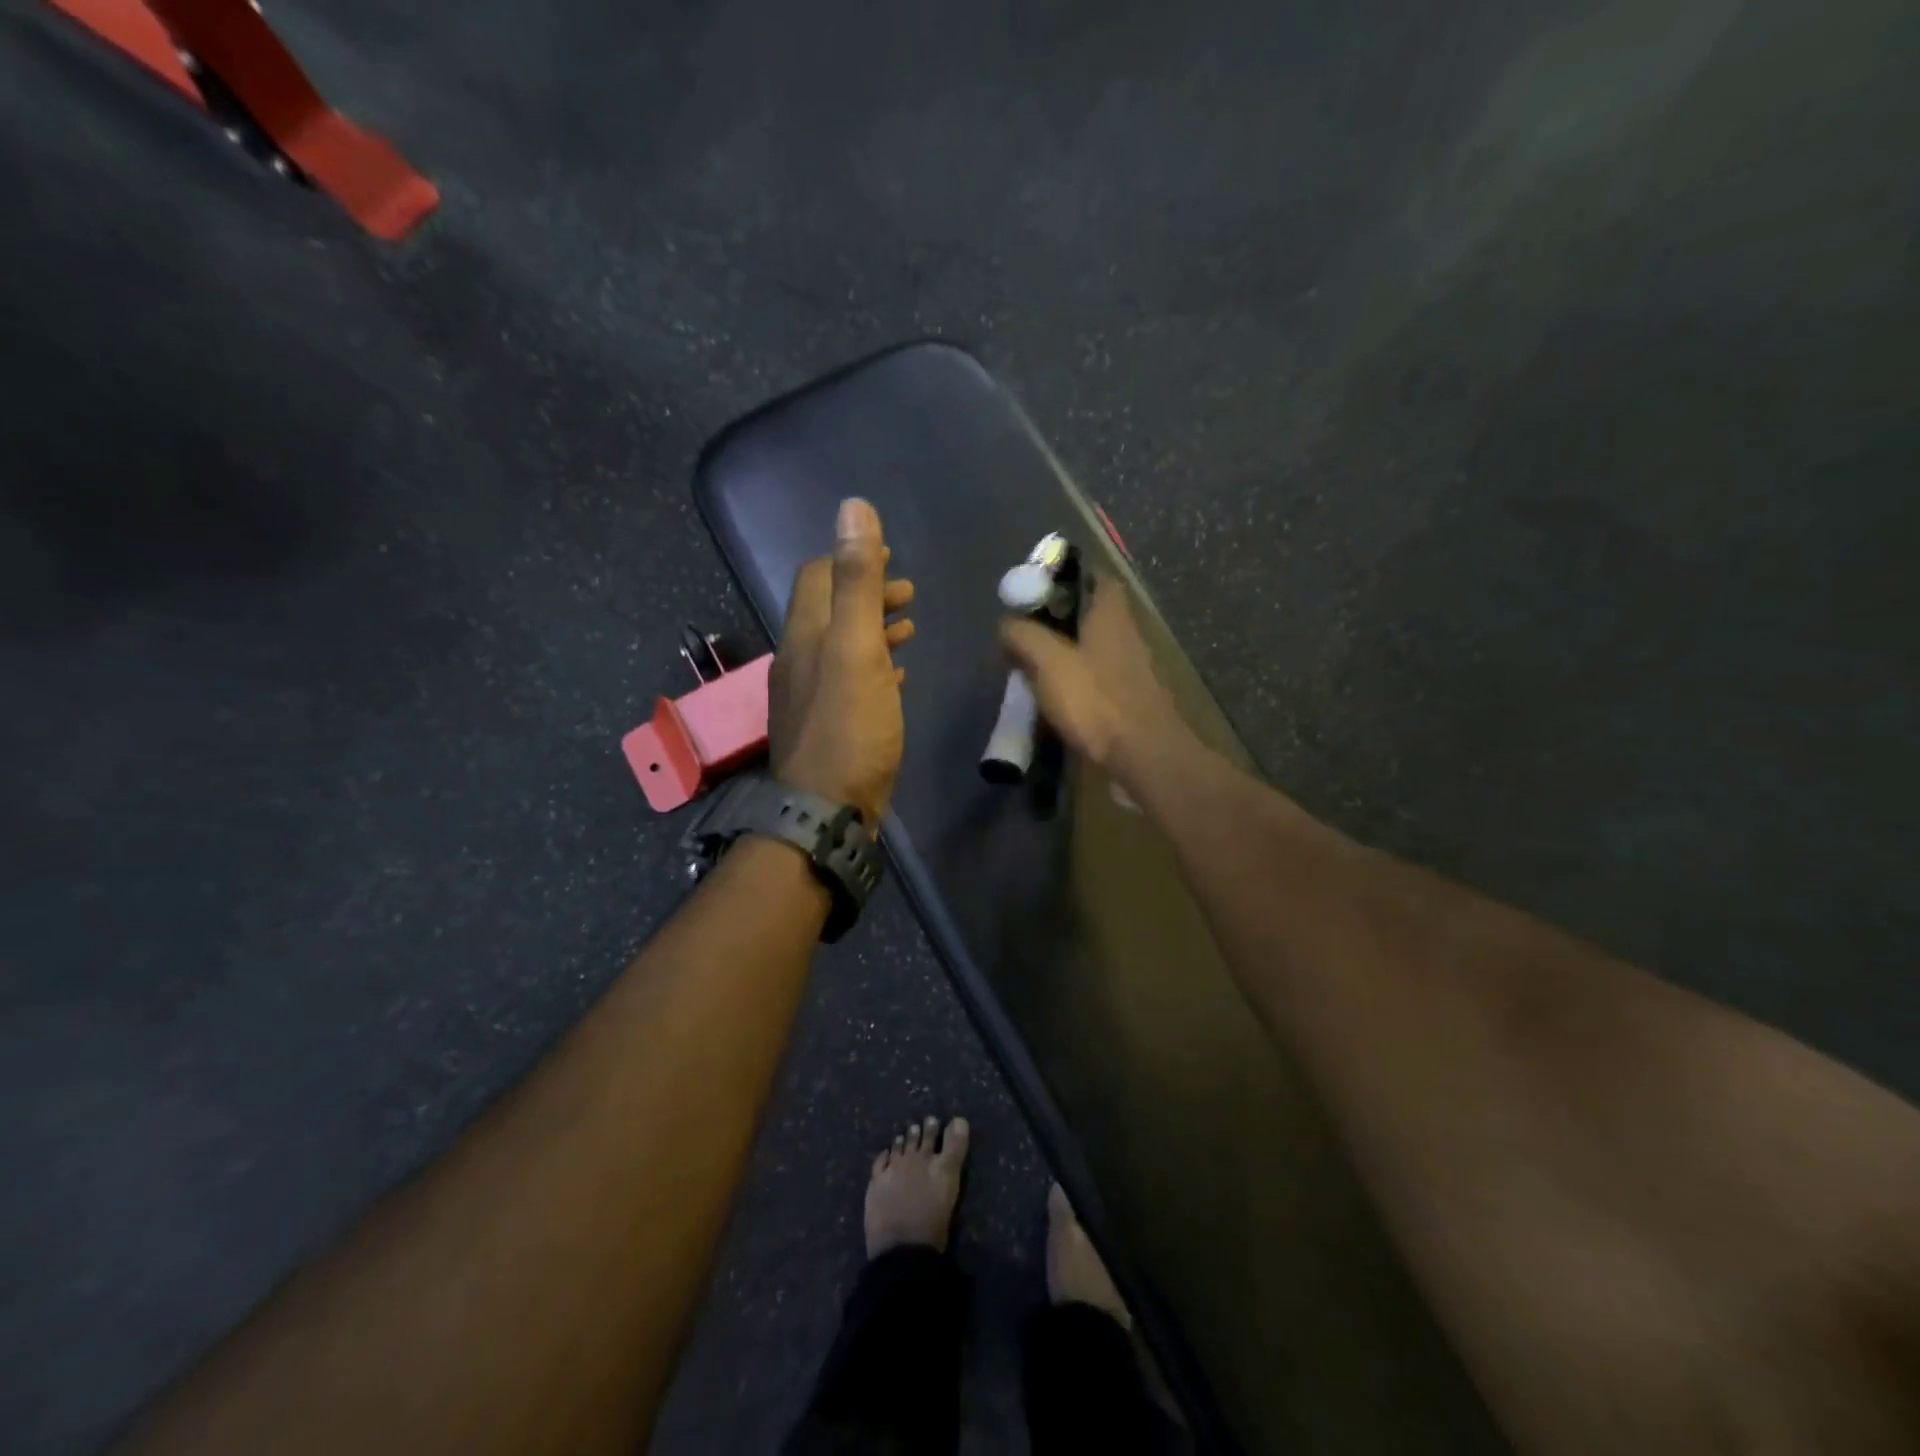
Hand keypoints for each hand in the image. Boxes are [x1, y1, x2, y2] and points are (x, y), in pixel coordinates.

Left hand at [770, 499, 915, 822]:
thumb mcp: (856, 648)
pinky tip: (897, 676)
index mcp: (805, 634)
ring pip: (842, 647)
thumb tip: (852, 508)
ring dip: (873, 630)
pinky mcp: (828, 725)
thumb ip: (857, 581)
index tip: (888, 557)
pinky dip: (874, 666)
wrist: (826, 809)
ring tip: (909, 627)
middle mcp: (801, 658)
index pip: (817, 576)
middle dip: (867, 593)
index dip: (850, 559)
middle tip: (907, 592)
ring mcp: (812, 694)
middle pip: (830, 611)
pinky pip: (850, 682)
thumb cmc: (848, 726)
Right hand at [999, 575, 1191, 782]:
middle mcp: (1127, 634)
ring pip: (1093, 649)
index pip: (1096, 577)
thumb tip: (1006, 624)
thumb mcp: (1048, 661)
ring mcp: (1132, 669)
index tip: (1036, 589)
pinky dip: (1076, 684)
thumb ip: (1023, 635)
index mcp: (1111, 614)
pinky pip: (1097, 681)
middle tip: (1024, 632)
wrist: (1143, 756)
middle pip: (1091, 615)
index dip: (1067, 577)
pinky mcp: (1130, 700)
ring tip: (1030, 668)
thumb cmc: (1096, 700)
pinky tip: (1054, 699)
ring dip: (1065, 654)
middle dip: (1058, 620)